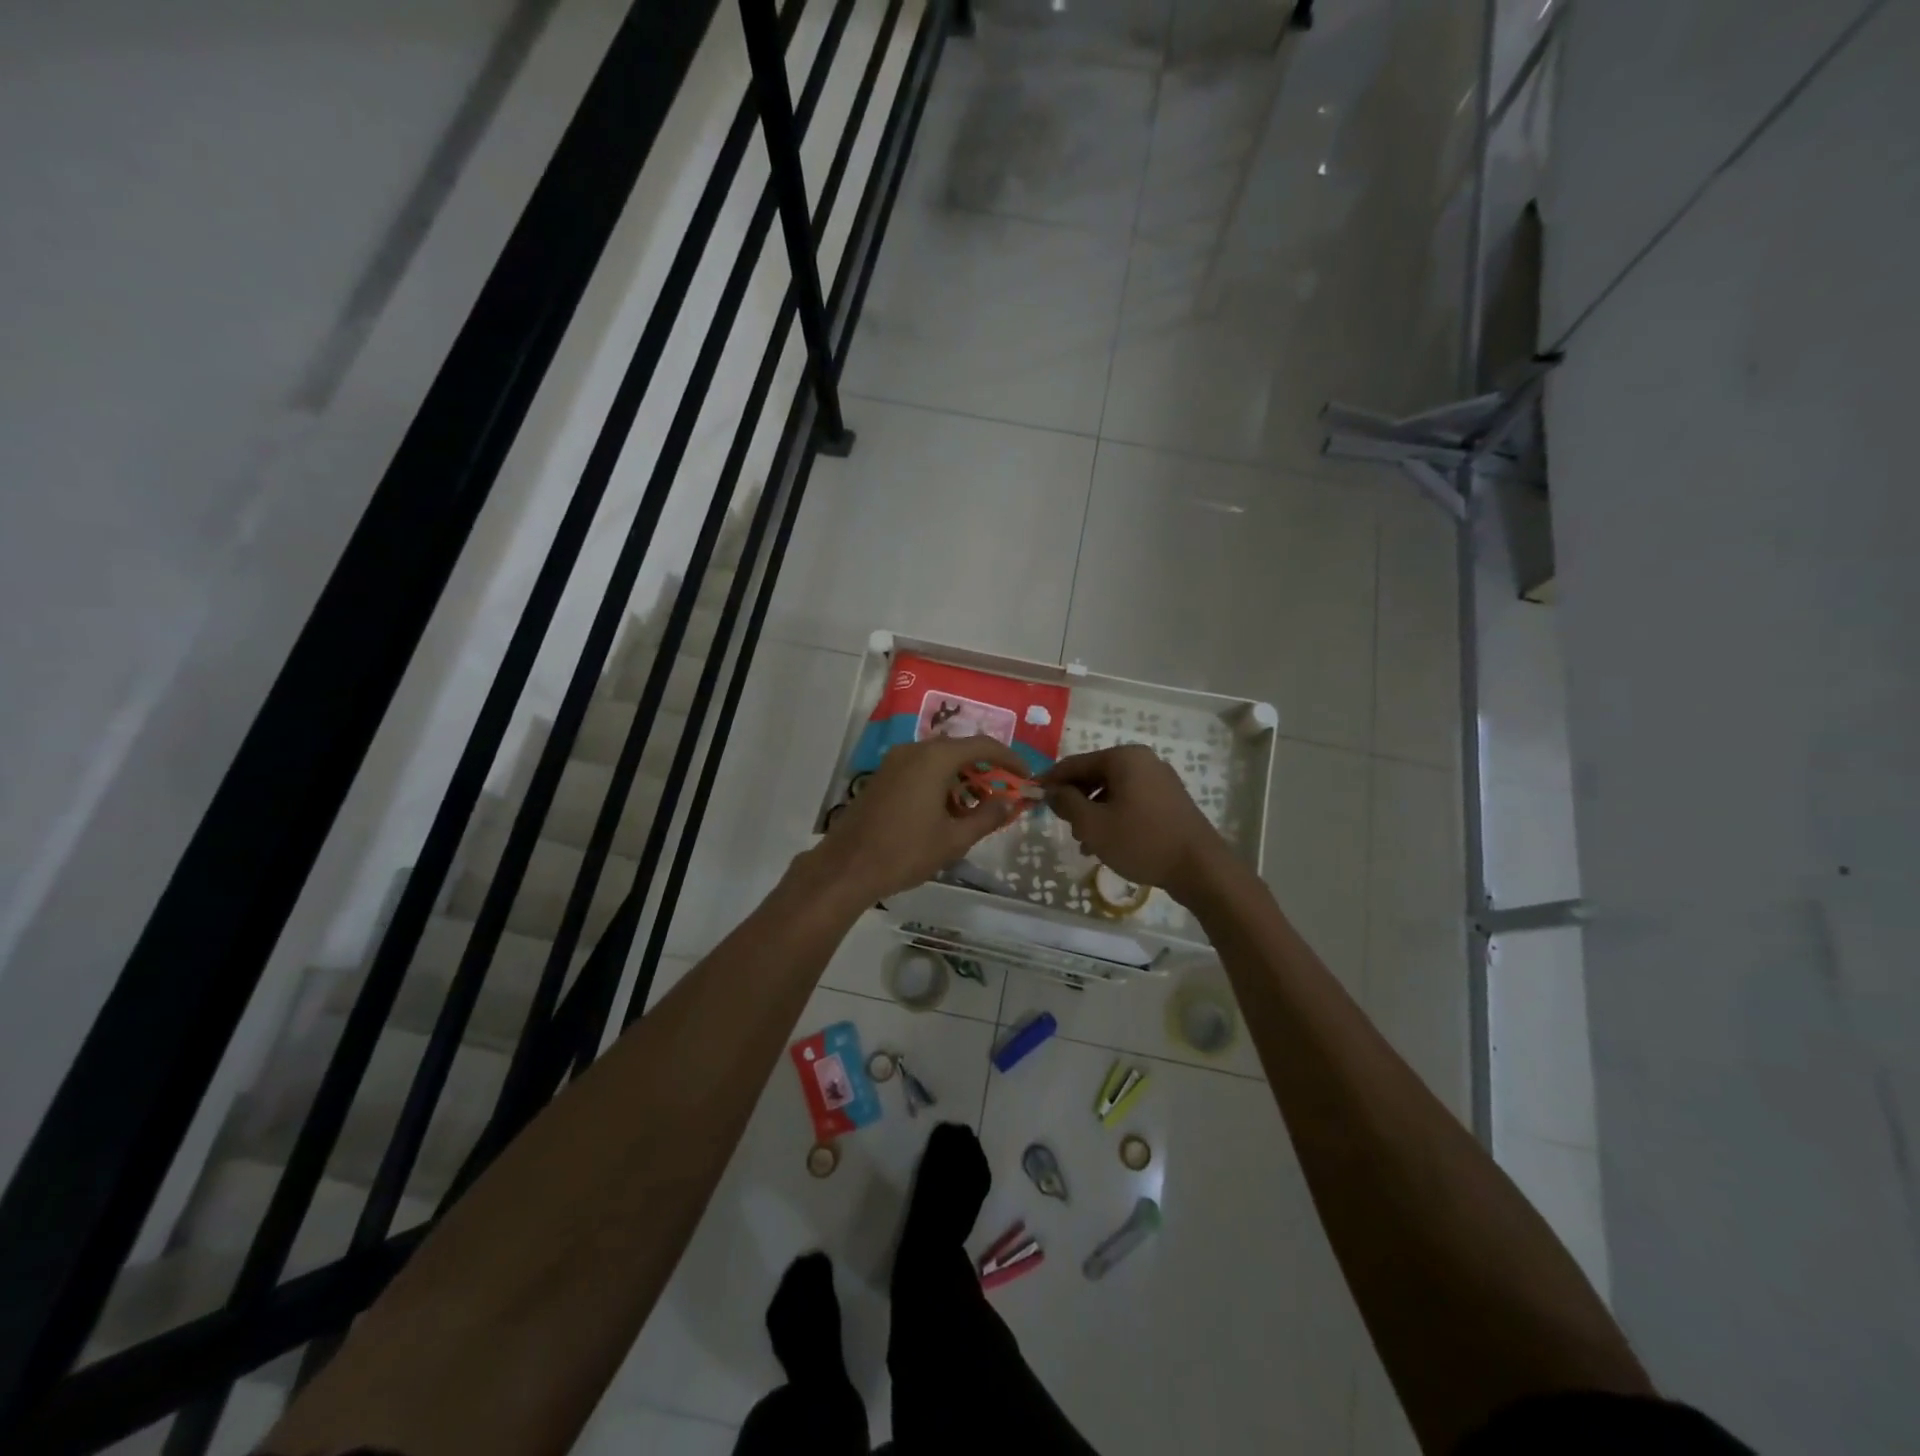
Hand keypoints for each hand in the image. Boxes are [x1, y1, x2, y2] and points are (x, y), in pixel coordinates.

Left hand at [814, 735, 1027, 900]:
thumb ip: (988, 817)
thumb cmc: (905, 852)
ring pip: (938, 761)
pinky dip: (939, 783)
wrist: (846, 868)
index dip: (1010, 759)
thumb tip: (1010, 802)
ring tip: (974, 811)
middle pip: (959, 750)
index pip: (983, 745)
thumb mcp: (954, 839)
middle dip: (984, 771)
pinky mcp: (882, 776)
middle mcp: (914, 750)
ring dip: (961, 779)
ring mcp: (894, 762)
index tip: (1025, 777)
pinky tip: (945, 813)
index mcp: (935, 758)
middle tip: (1001, 796)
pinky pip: (920, 769)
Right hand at [1043, 745, 1230, 902]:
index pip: (1074, 764)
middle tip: (1062, 825)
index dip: (1050, 780)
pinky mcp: (1170, 800)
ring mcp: (1160, 780)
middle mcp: (1143, 760)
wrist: (1200, 868)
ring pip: (1112, 791)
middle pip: (1094, 775)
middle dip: (1074, 800)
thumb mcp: (1093, 824)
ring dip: (1093, 812)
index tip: (1031, 796)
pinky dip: (1114, 817)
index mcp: (1123, 758)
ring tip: (1084, 842)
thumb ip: (1066, 802)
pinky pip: (1131, 801)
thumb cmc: (1141, 841)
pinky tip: (1107, 843)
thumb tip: (1050, 791)